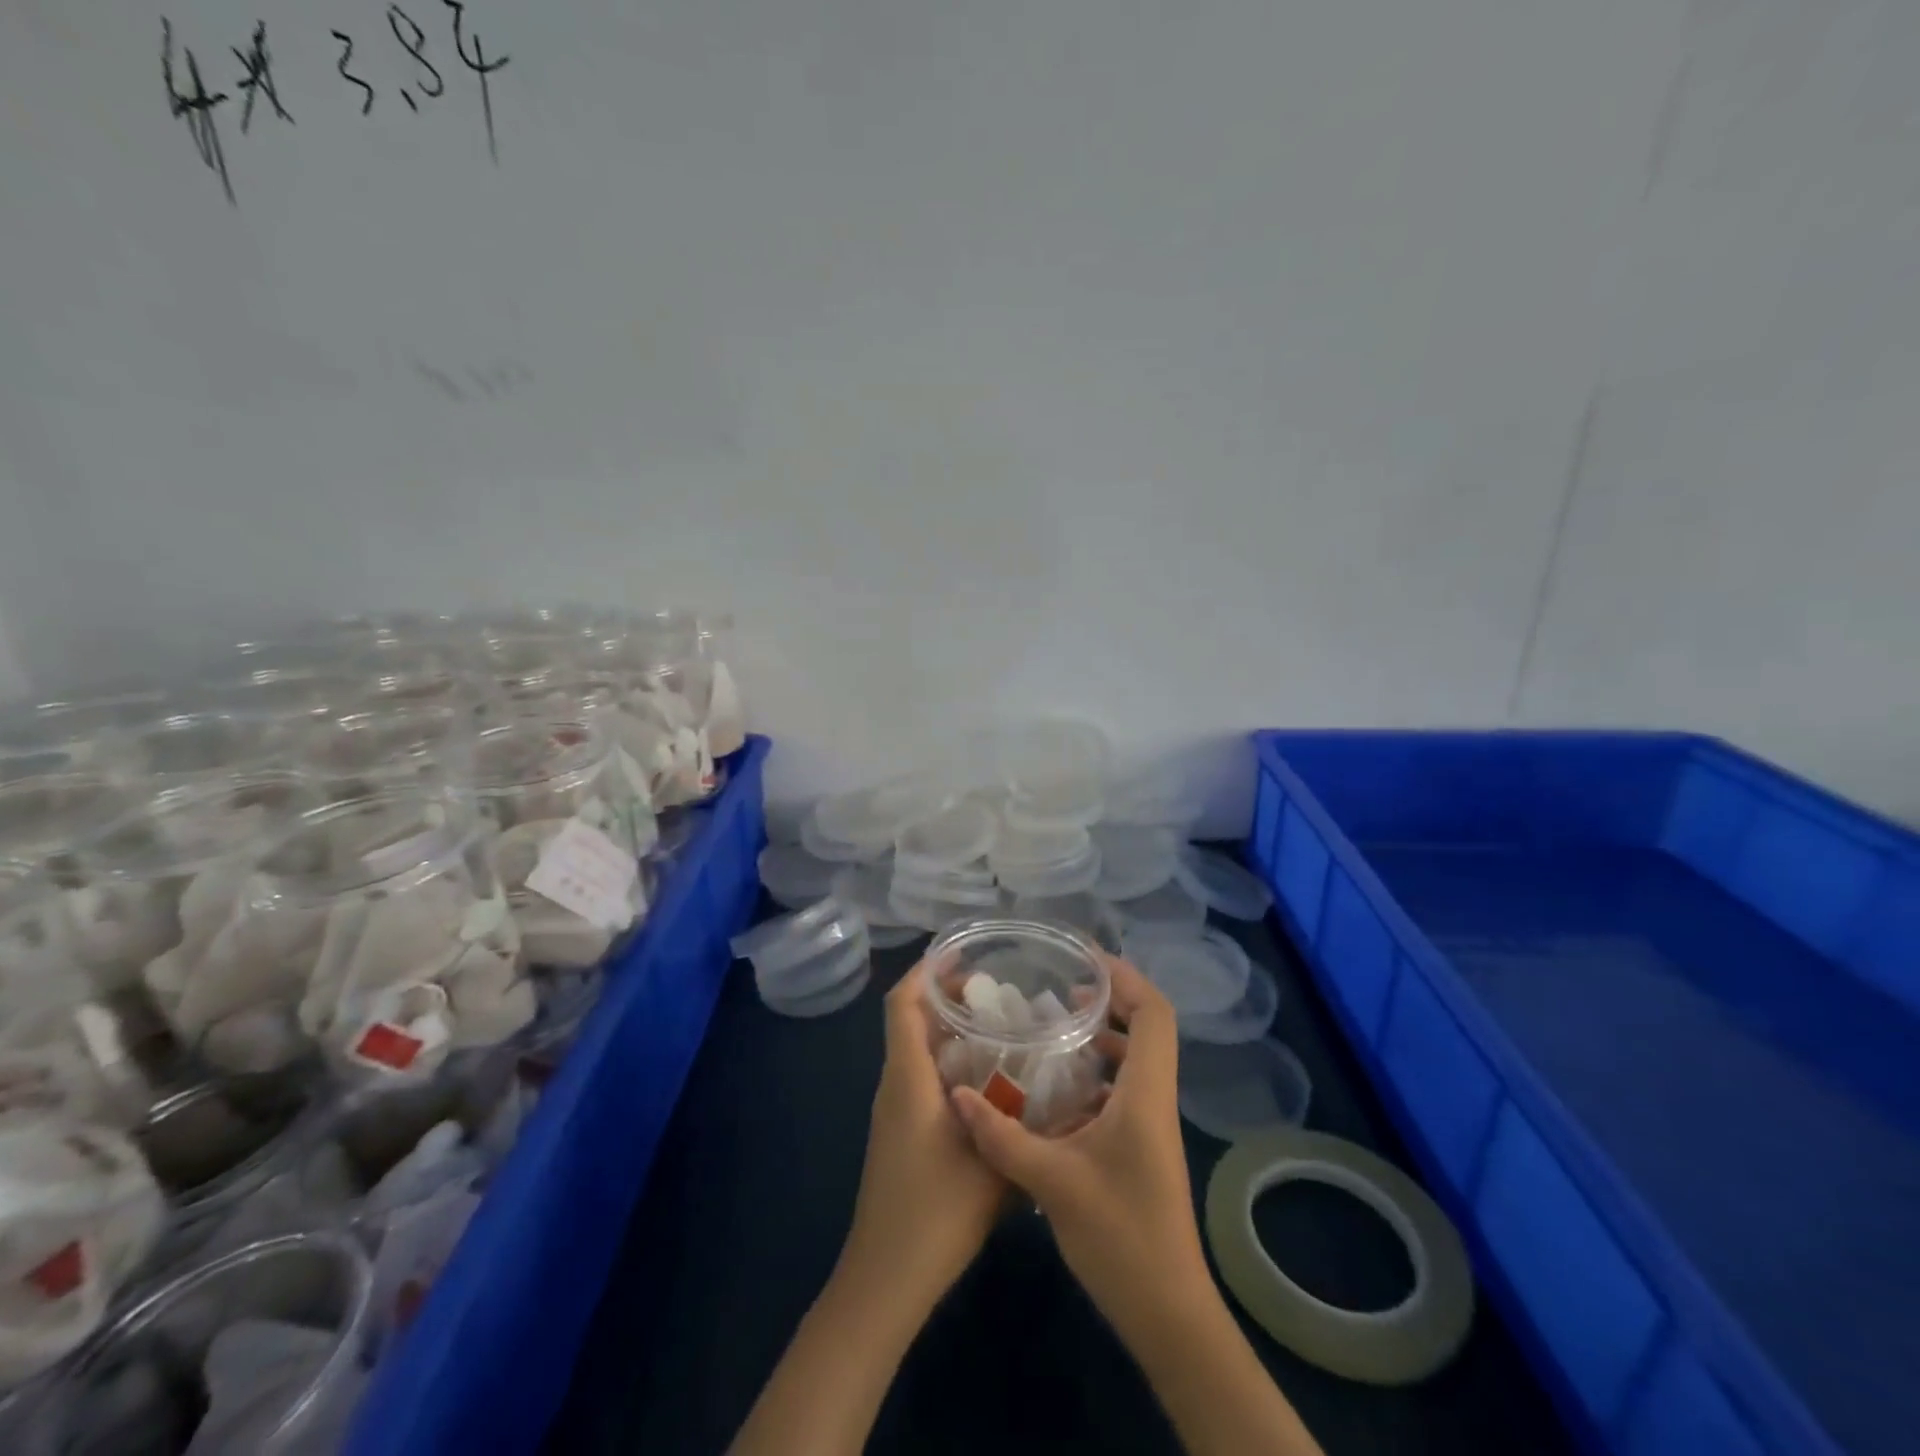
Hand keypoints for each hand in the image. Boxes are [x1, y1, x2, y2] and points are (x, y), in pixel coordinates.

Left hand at [841, 967, 1008, 1304]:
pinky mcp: (900, 1133)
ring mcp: (894, 1110)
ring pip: (917, 1050)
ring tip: (1001, 1029)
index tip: (963, 954)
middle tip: (999, 993)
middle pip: (912, 1020)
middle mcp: (895, 1084)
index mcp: (908, 1078)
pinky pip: (921, 1078)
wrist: (886, 1279)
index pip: (903, 1003)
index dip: (926, 971)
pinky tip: (989, 1083)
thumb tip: (1065, 1096)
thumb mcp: (992, 1165)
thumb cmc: (935, 1213)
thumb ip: (1025, 1124)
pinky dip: (949, 1064)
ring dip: (951, 1032)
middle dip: (948, 998)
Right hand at [950, 954, 1207, 1340]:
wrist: (1168, 1314)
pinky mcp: (1141, 1147)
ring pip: (1136, 1059)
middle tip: (1061, 989)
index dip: (1126, 978)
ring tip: (1054, 1028)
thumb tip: (958, 1095)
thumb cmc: (1121, 1238)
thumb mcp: (1052, 1182)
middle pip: (1148, 1027)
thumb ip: (1001, 1135)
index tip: (1083, 963)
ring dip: (1103, 1036)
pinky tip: (1054, 1088)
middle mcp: (1154, 1099)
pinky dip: (1096, 1073)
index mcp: (1145, 1094)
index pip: (1154, 1014)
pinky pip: (1124, 1089)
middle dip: (1110, 999)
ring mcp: (1150, 1125)